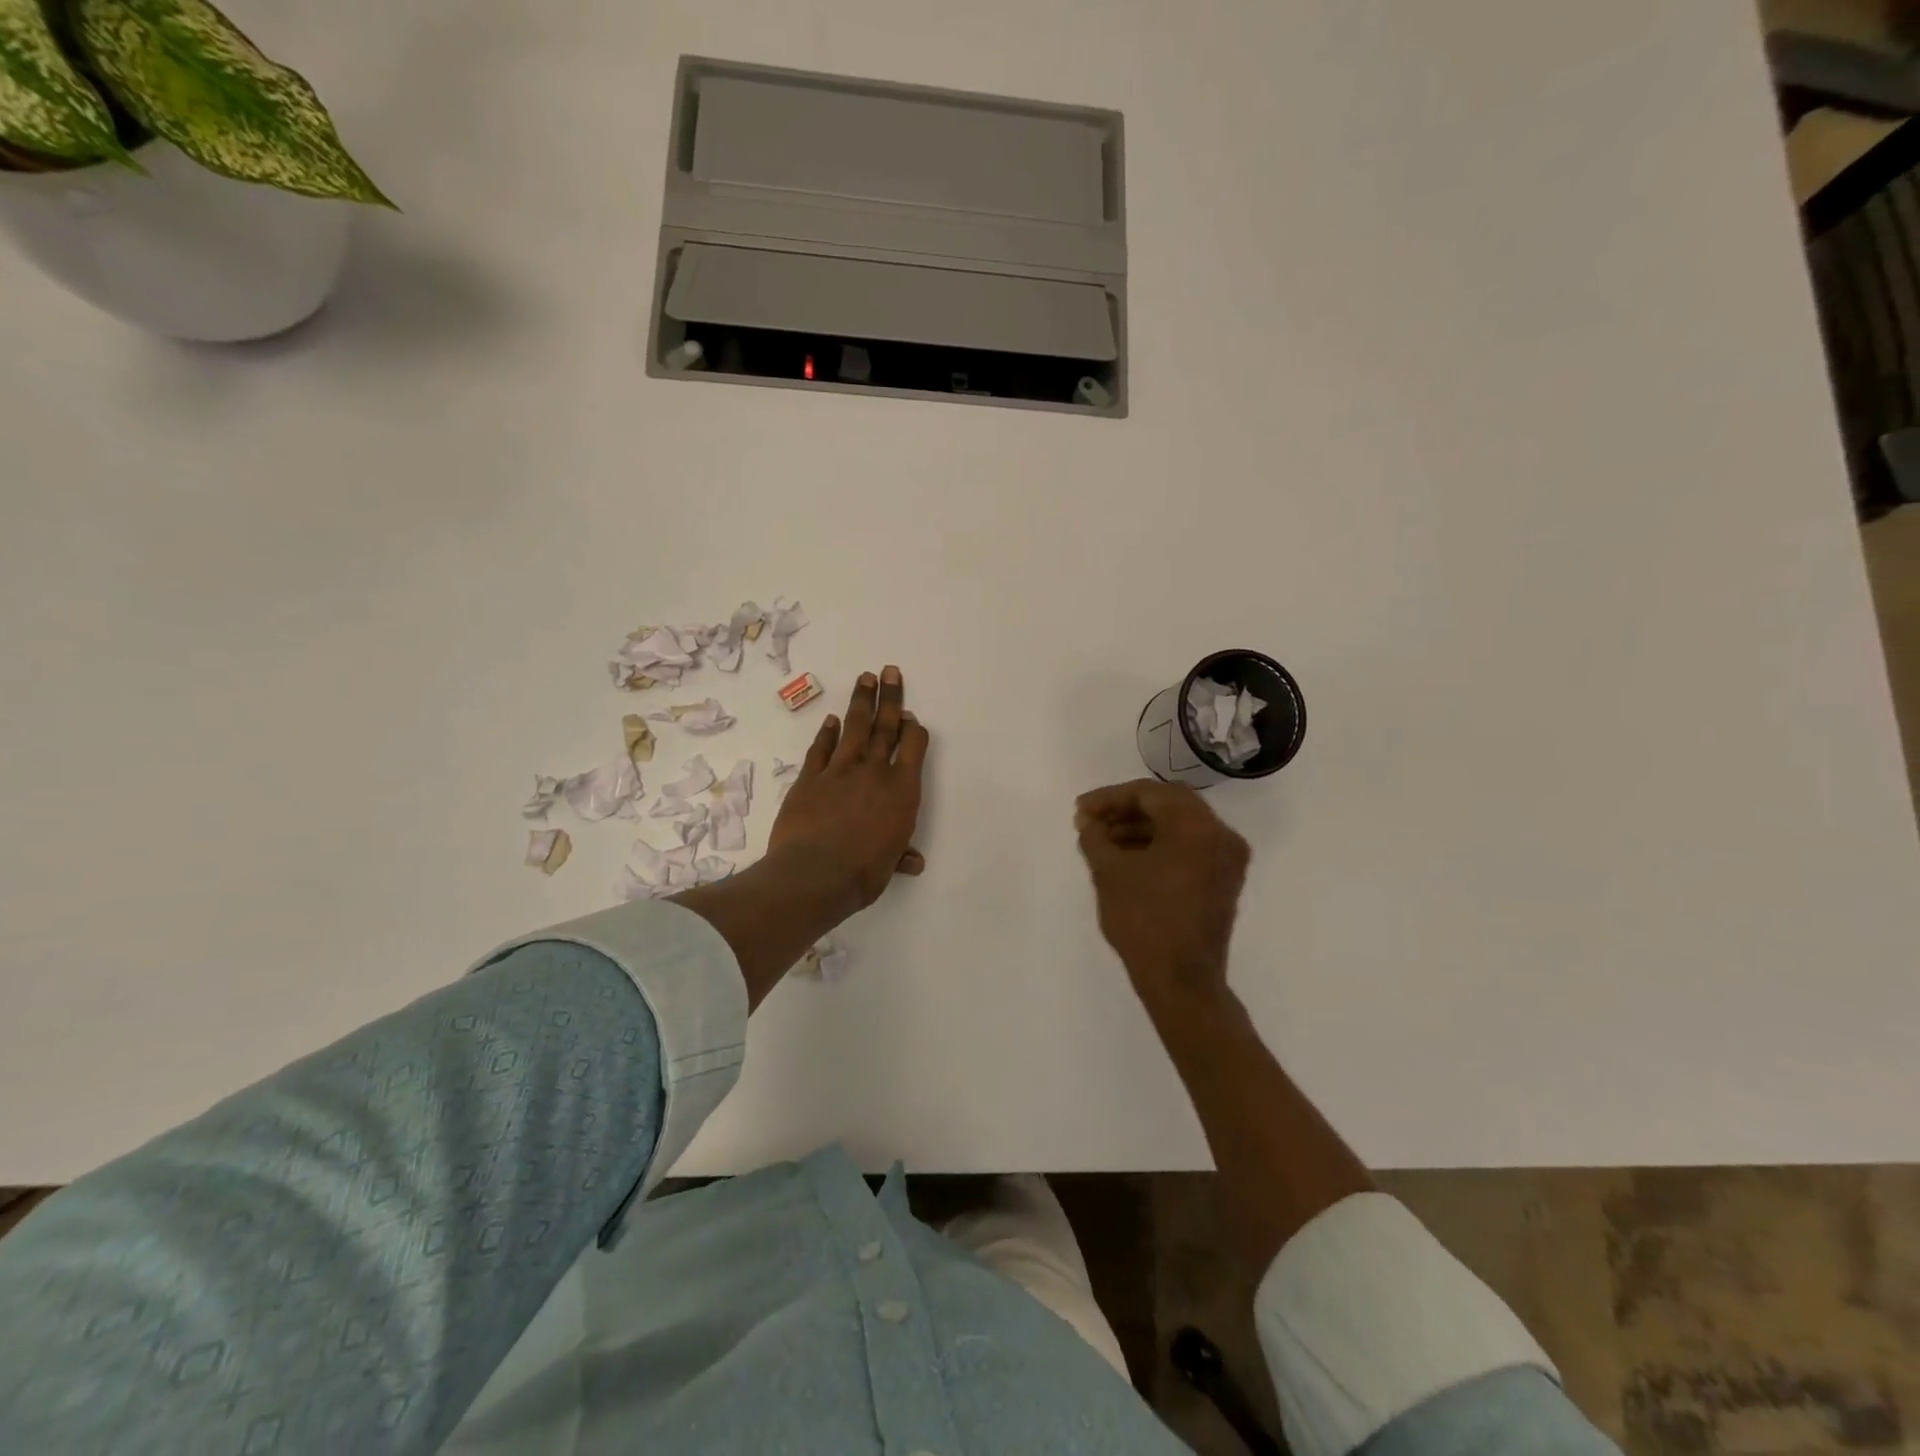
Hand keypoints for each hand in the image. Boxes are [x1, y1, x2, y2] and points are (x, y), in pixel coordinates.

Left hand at [769, 666, 929, 910]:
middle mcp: (874, 772)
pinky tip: (831, 720)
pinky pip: (821, 749)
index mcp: (902, 791)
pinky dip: (826, 733)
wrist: (815, 873)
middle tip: (890, 672)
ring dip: (861, 702)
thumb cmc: (863, 873)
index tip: (911, 717)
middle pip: (885, 728)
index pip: (913, 748)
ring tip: (865, 678)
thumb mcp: (889, 866)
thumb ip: (901, 855)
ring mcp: (839, 771)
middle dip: (890, 699)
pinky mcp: (810, 778)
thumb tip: (914, 862)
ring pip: (854, 728)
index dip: (913, 730)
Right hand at [1075, 779, 1249, 1007]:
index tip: (1080, 810)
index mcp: (1197, 826)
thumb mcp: (1109, 872)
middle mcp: (1221, 835)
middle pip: (1169, 805)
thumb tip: (1087, 821)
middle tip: (1092, 821)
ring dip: (1141, 828)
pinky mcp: (1223, 881)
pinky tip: (1128, 857)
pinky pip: (1190, 848)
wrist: (1181, 981)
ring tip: (1104, 841)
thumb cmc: (1143, 920)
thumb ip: (1095, 836)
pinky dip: (1160, 846)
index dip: (1110, 798)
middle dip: (1126, 810)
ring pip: (1180, 826)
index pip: (1150, 793)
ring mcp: (1227, 860)